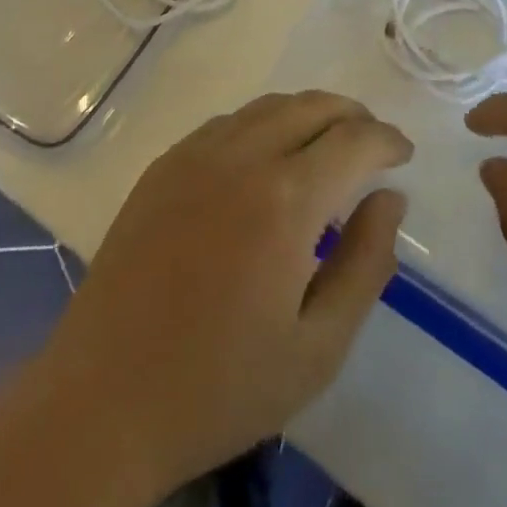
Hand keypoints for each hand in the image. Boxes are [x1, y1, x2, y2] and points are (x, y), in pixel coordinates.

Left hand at [40, 92, 411, 501]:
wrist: (103, 400)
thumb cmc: (221, 387)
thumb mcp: (319, 347)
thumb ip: (367, 264)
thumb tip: (391, 199)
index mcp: (285, 199)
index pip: (354, 139)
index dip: (387, 140)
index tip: (404, 155)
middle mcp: (241, 156)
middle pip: (312, 106)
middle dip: (353, 116)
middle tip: (372, 146)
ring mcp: (195, 154)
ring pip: (269, 106)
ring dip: (309, 114)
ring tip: (327, 146)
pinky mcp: (163, 164)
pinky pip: (228, 122)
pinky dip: (263, 124)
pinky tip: (266, 159)